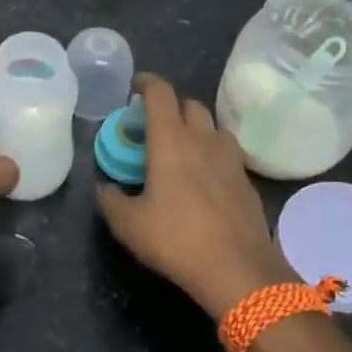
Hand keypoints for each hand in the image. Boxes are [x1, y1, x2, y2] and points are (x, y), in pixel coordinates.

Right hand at [95, 73, 292, 318]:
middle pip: (190, 105)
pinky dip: (212, 156)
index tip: (134, 87)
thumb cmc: (176, 239)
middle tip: (153, 125)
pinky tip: (204, 180)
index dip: (146, 83)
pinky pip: (228, 155)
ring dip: (196, 129)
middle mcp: (204, 140)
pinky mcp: (247, 181)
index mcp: (171, 141)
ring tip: (181, 150)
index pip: (161, 93)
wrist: (237, 268)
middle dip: (171, 107)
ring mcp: (231, 159)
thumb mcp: (128, 224)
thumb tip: (104, 188)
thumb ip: (110, 200)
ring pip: (214, 127)